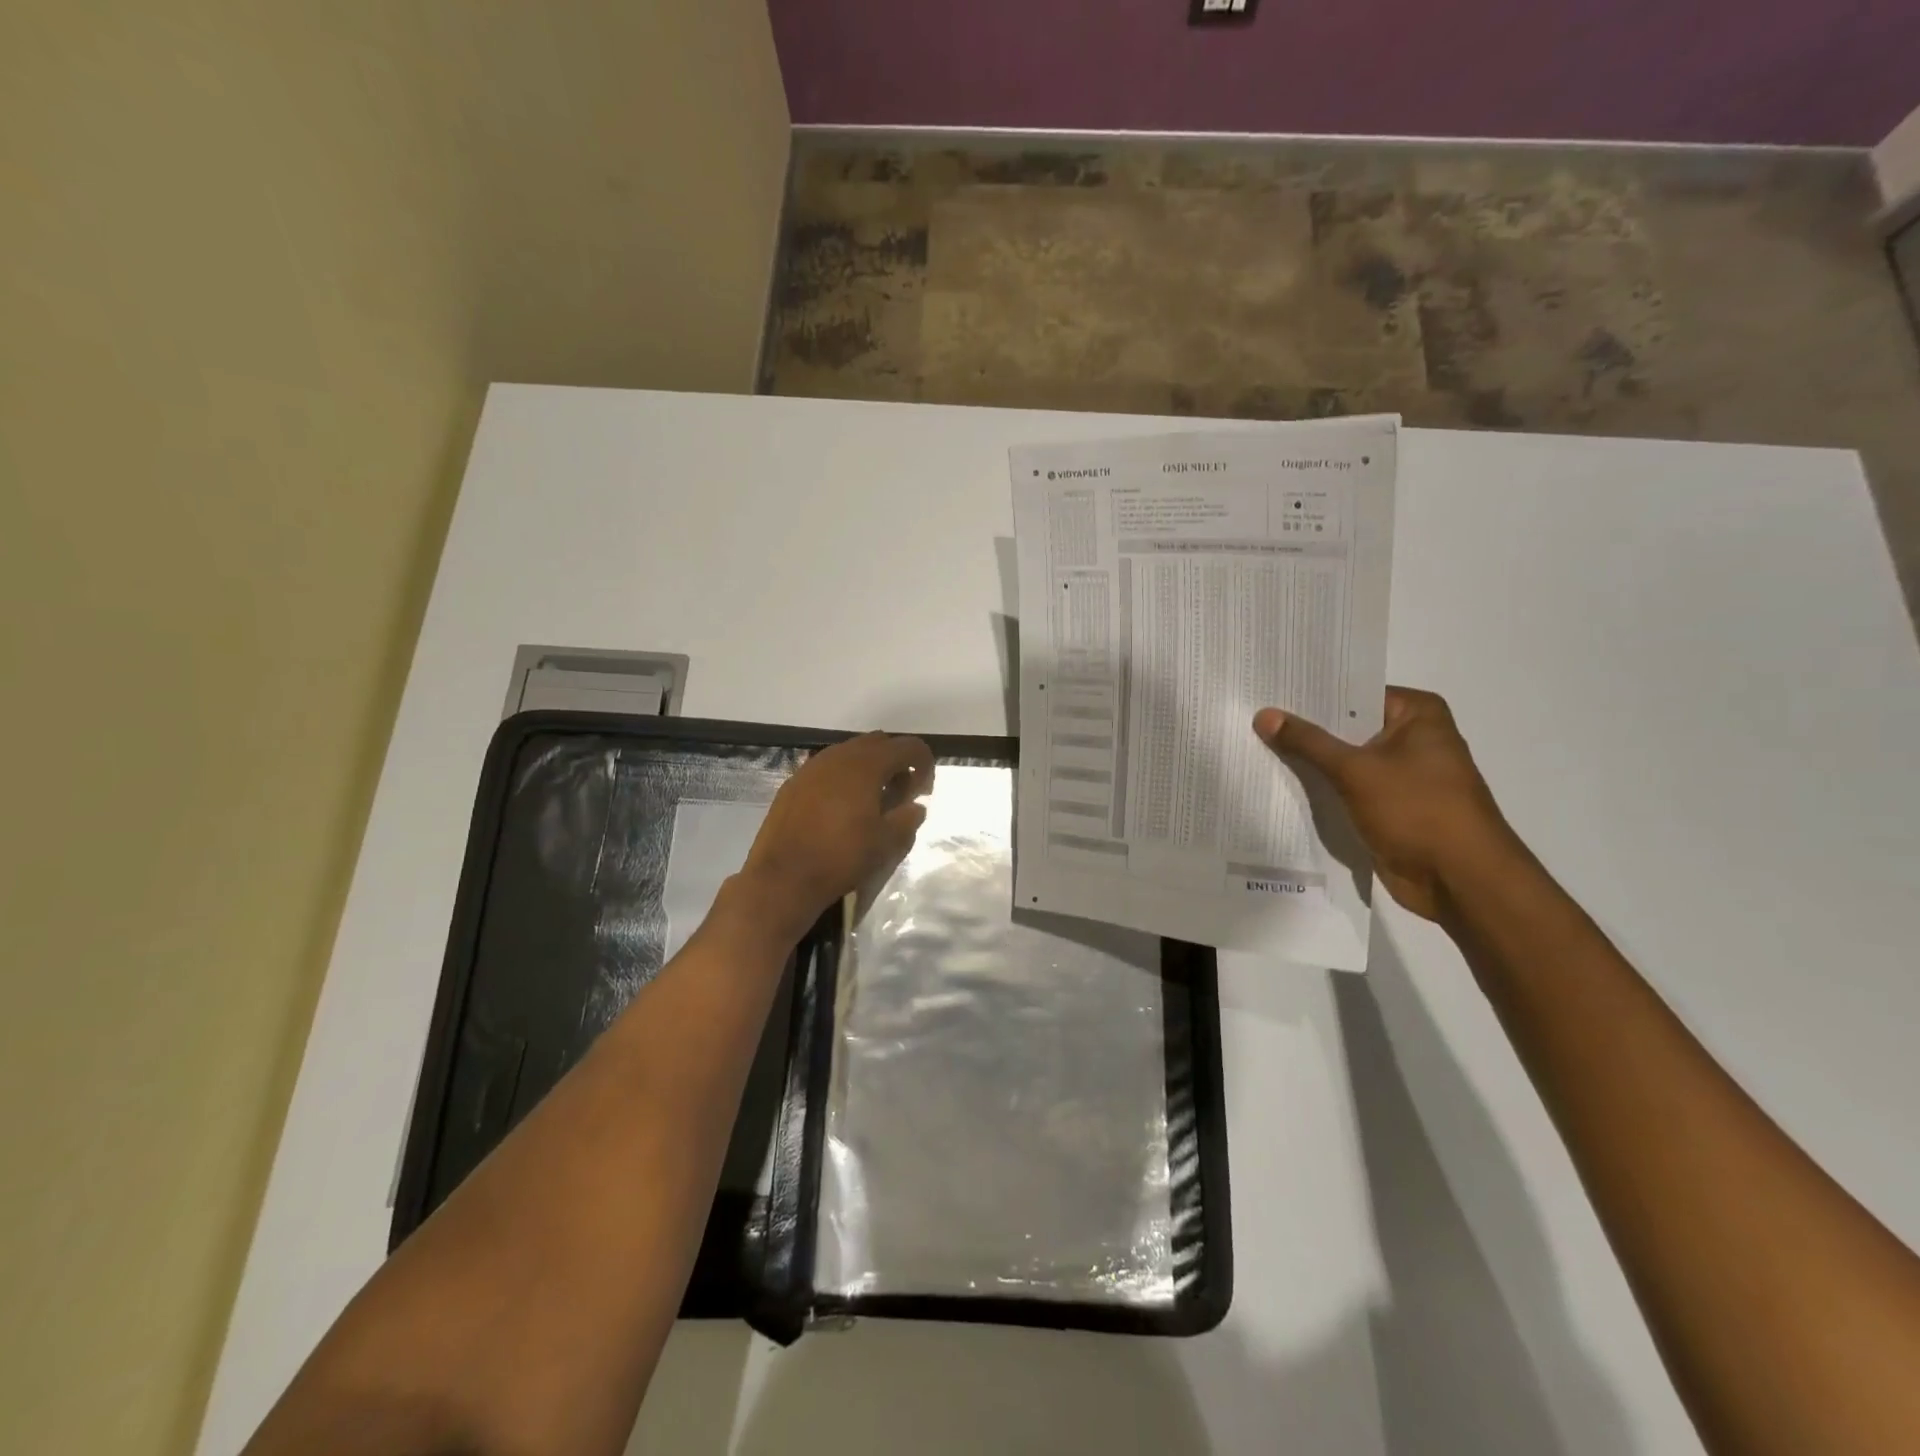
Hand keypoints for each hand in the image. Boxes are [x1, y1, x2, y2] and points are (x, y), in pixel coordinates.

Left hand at [739, 732, 934, 939]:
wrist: (783, 878)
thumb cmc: (841, 858)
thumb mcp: (886, 843)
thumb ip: (908, 819)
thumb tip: (915, 807)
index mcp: (867, 765)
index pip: (908, 747)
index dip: (924, 764)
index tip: (924, 790)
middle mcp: (839, 756)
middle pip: (878, 743)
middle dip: (896, 762)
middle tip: (901, 793)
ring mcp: (812, 767)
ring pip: (850, 753)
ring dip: (869, 768)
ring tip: (873, 800)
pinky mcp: (794, 783)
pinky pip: (828, 768)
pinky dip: (844, 778)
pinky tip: (843, 807)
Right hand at [1253, 687, 1519, 921]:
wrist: (1460, 881)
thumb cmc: (1418, 810)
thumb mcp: (1355, 770)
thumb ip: (1307, 742)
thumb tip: (1264, 714)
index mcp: (1417, 714)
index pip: (1352, 690)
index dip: (1310, 692)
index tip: (1268, 687)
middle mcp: (1412, 737)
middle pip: (1346, 724)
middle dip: (1304, 726)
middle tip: (1252, 715)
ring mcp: (1401, 773)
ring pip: (1343, 758)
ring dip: (1309, 759)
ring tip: (1255, 744)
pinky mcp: (1388, 805)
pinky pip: (1346, 787)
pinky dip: (1321, 786)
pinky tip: (1279, 781)